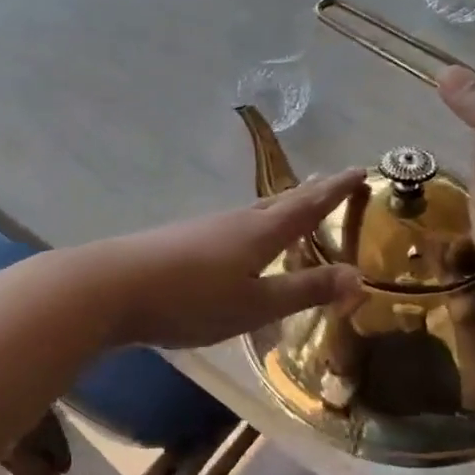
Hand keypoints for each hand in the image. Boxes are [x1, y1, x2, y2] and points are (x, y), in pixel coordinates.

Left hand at [90, 171, 365, 349]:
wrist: (114, 286)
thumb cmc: (192, 299)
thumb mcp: (255, 304)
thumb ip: (304, 290)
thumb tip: (359, 276)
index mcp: (260, 232)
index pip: (308, 206)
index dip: (336, 189)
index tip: (360, 170)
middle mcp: (236, 221)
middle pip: (281, 203)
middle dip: (310, 195)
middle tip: (331, 185)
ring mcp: (205, 228)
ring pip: (254, 213)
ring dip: (280, 210)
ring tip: (293, 212)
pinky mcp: (183, 240)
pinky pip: (232, 228)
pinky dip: (253, 228)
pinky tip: (243, 243)